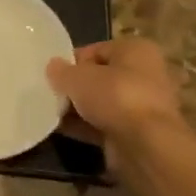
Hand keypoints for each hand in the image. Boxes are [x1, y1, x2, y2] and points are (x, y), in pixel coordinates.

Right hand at [47, 39, 188, 158]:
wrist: (145, 146)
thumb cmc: (115, 96)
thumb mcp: (77, 77)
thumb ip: (61, 71)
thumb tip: (53, 67)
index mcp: (136, 50)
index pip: (96, 50)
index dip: (71, 61)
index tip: (52, 75)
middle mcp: (145, 74)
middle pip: (99, 77)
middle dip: (75, 87)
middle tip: (50, 94)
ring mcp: (142, 106)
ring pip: (101, 103)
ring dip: (77, 108)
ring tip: (51, 112)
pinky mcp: (136, 133)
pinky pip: (103, 124)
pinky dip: (84, 126)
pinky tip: (60, 129)